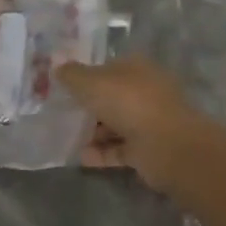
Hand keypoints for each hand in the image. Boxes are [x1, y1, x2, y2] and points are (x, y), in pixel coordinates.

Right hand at [58, 55, 200, 187]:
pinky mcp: (147, 150)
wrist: (167, 146)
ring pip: (115, 123)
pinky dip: (102, 152)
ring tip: (67, 137)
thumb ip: (72, 75)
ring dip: (94, 131)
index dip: (86, 75)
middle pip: (112, 96)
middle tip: (61, 113)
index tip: (64, 86)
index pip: (107, 67)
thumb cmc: (128, 102)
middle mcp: (144, 91)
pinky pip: (119, 149)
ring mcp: (148, 121)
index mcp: (136, 68)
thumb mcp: (92, 82)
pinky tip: (81, 157)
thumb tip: (58, 67)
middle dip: (89, 105)